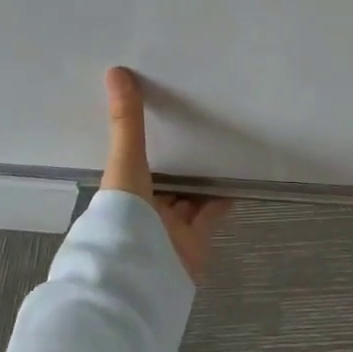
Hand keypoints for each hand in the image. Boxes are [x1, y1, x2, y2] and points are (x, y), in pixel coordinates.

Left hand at [103, 66, 231, 281]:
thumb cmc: (122, 218)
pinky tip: (237, 178)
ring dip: (200, 177)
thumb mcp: (124, 164)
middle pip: (162, 181)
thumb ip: (126, 122)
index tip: (160, 112)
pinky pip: (211, 215)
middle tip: (198, 123)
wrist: (139, 280)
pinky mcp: (194, 244)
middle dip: (176, 159)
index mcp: (120, 193)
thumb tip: (115, 71)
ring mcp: (168, 230)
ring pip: (187, 198)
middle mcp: (142, 212)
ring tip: (221, 144)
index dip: (145, 141)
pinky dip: (223, 198)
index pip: (133, 162)